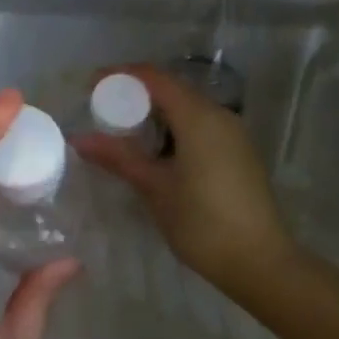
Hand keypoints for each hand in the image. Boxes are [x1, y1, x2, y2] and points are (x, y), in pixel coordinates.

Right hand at [74, 64, 296, 295]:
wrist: (259, 262)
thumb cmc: (202, 222)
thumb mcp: (154, 188)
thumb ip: (118, 157)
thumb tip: (80, 139)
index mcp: (198, 117)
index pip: (154, 78)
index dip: (120, 76)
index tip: (91, 86)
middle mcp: (219, 116)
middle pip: (172, 89)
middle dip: (135, 95)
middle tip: (101, 111)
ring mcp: (233, 134)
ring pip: (187, 108)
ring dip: (154, 113)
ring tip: (122, 132)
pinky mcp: (238, 152)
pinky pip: (199, 126)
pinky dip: (173, 128)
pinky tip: (154, 151)